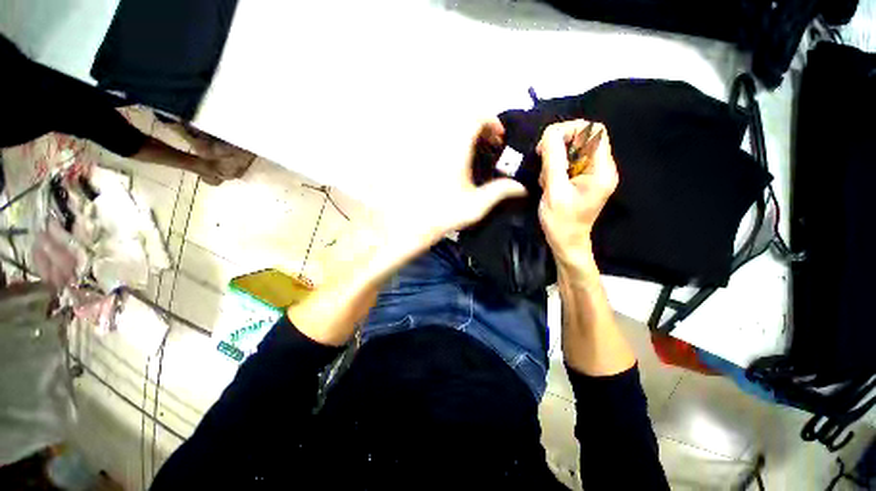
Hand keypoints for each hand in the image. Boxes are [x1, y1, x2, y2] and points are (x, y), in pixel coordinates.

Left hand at [380, 118, 526, 254]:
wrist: (409, 223)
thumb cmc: (443, 213)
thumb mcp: (475, 205)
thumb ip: (500, 192)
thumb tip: (522, 188)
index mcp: (455, 147)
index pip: (476, 116)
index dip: (492, 121)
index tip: (499, 138)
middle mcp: (439, 140)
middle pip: (462, 117)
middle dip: (479, 126)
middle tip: (487, 145)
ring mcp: (424, 146)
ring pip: (447, 126)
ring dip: (464, 133)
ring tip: (472, 152)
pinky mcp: (415, 154)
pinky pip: (435, 138)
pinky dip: (449, 141)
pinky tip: (453, 161)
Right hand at [537, 120, 617, 270]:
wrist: (566, 242)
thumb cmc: (561, 222)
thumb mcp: (554, 191)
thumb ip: (553, 161)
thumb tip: (550, 133)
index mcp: (601, 170)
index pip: (594, 130)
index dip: (570, 130)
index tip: (548, 145)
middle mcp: (601, 167)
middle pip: (584, 137)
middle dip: (559, 145)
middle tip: (543, 160)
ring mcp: (592, 174)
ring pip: (573, 149)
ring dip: (554, 159)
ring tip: (546, 179)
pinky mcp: (582, 179)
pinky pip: (568, 161)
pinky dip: (555, 167)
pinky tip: (548, 182)